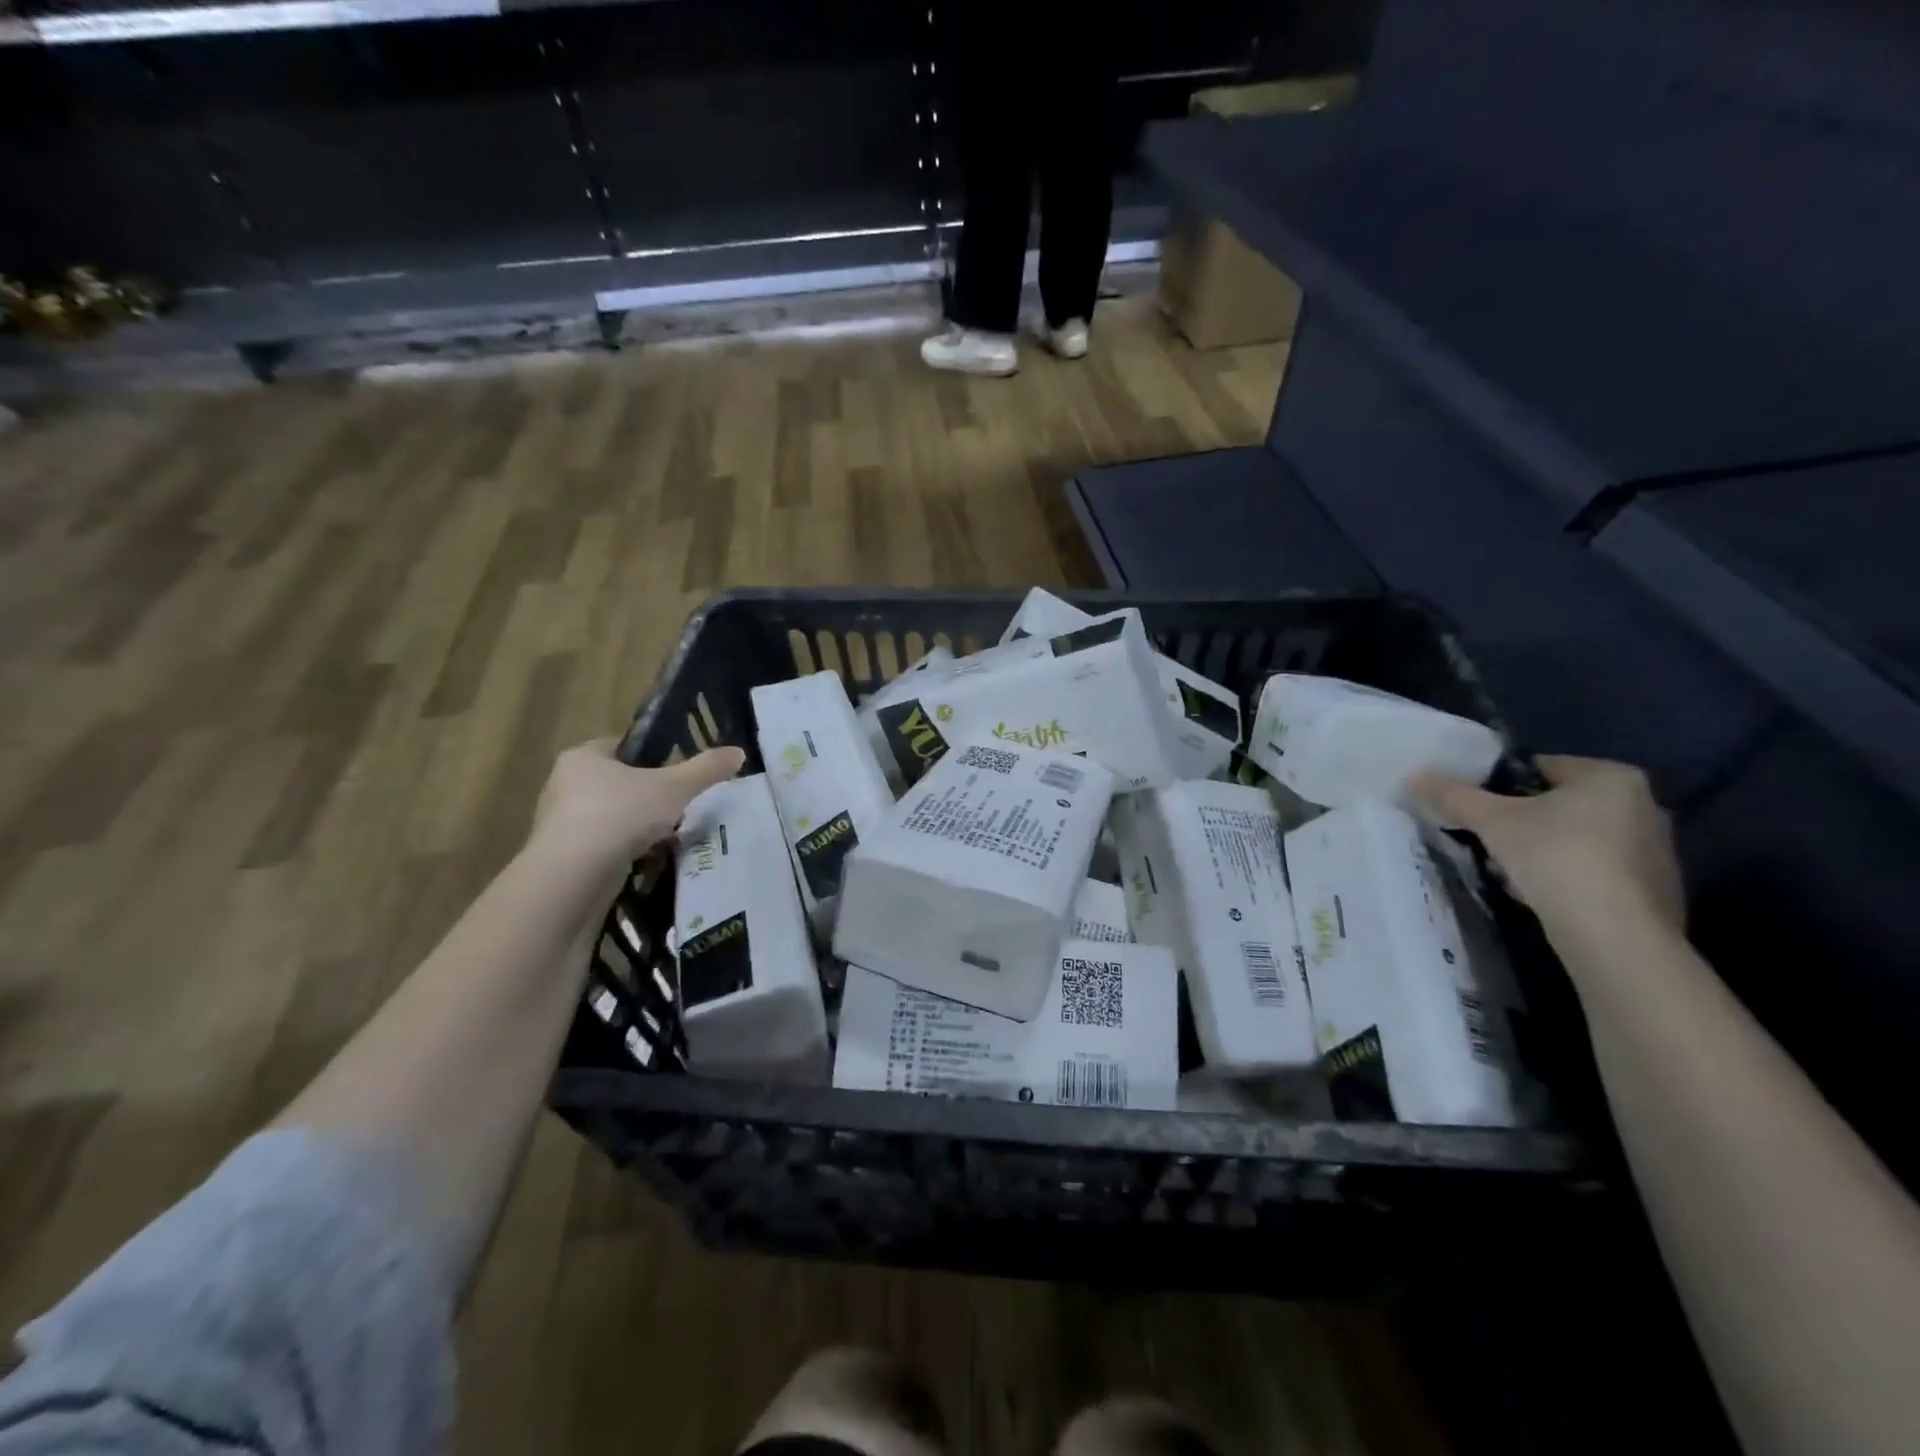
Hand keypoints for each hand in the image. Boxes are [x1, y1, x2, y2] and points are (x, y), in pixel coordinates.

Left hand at [531, 738, 745, 869]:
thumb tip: (738, 752)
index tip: (677, 773)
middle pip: (617, 784)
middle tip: (679, 808)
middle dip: (648, 797)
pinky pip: (602, 848)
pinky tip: (646, 864)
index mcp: (582, 757)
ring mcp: (558, 825)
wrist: (573, 879)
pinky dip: (624, 854)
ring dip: (637, 828)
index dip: (651, 756)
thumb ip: (706, 769)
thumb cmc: (620, 816)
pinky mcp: (562, 859)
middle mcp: (563, 785)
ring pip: (611, 818)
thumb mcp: (674, 788)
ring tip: (668, 840)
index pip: (621, 747)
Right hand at [1410, 755, 1683, 936]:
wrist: (1613, 934)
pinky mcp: (1655, 892)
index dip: (1501, 785)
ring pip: (1577, 840)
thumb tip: (1414, 775)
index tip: (1478, 808)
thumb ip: (1453, 795)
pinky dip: (1568, 879)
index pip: (1543, 767)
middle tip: (1489, 840)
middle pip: (1560, 805)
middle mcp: (1645, 806)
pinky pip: (1597, 873)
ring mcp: (1656, 852)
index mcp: (1612, 778)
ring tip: (1511, 873)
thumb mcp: (1491, 820)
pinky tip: (1543, 897)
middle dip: (1522, 821)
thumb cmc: (1555, 857)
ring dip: (1542, 852)